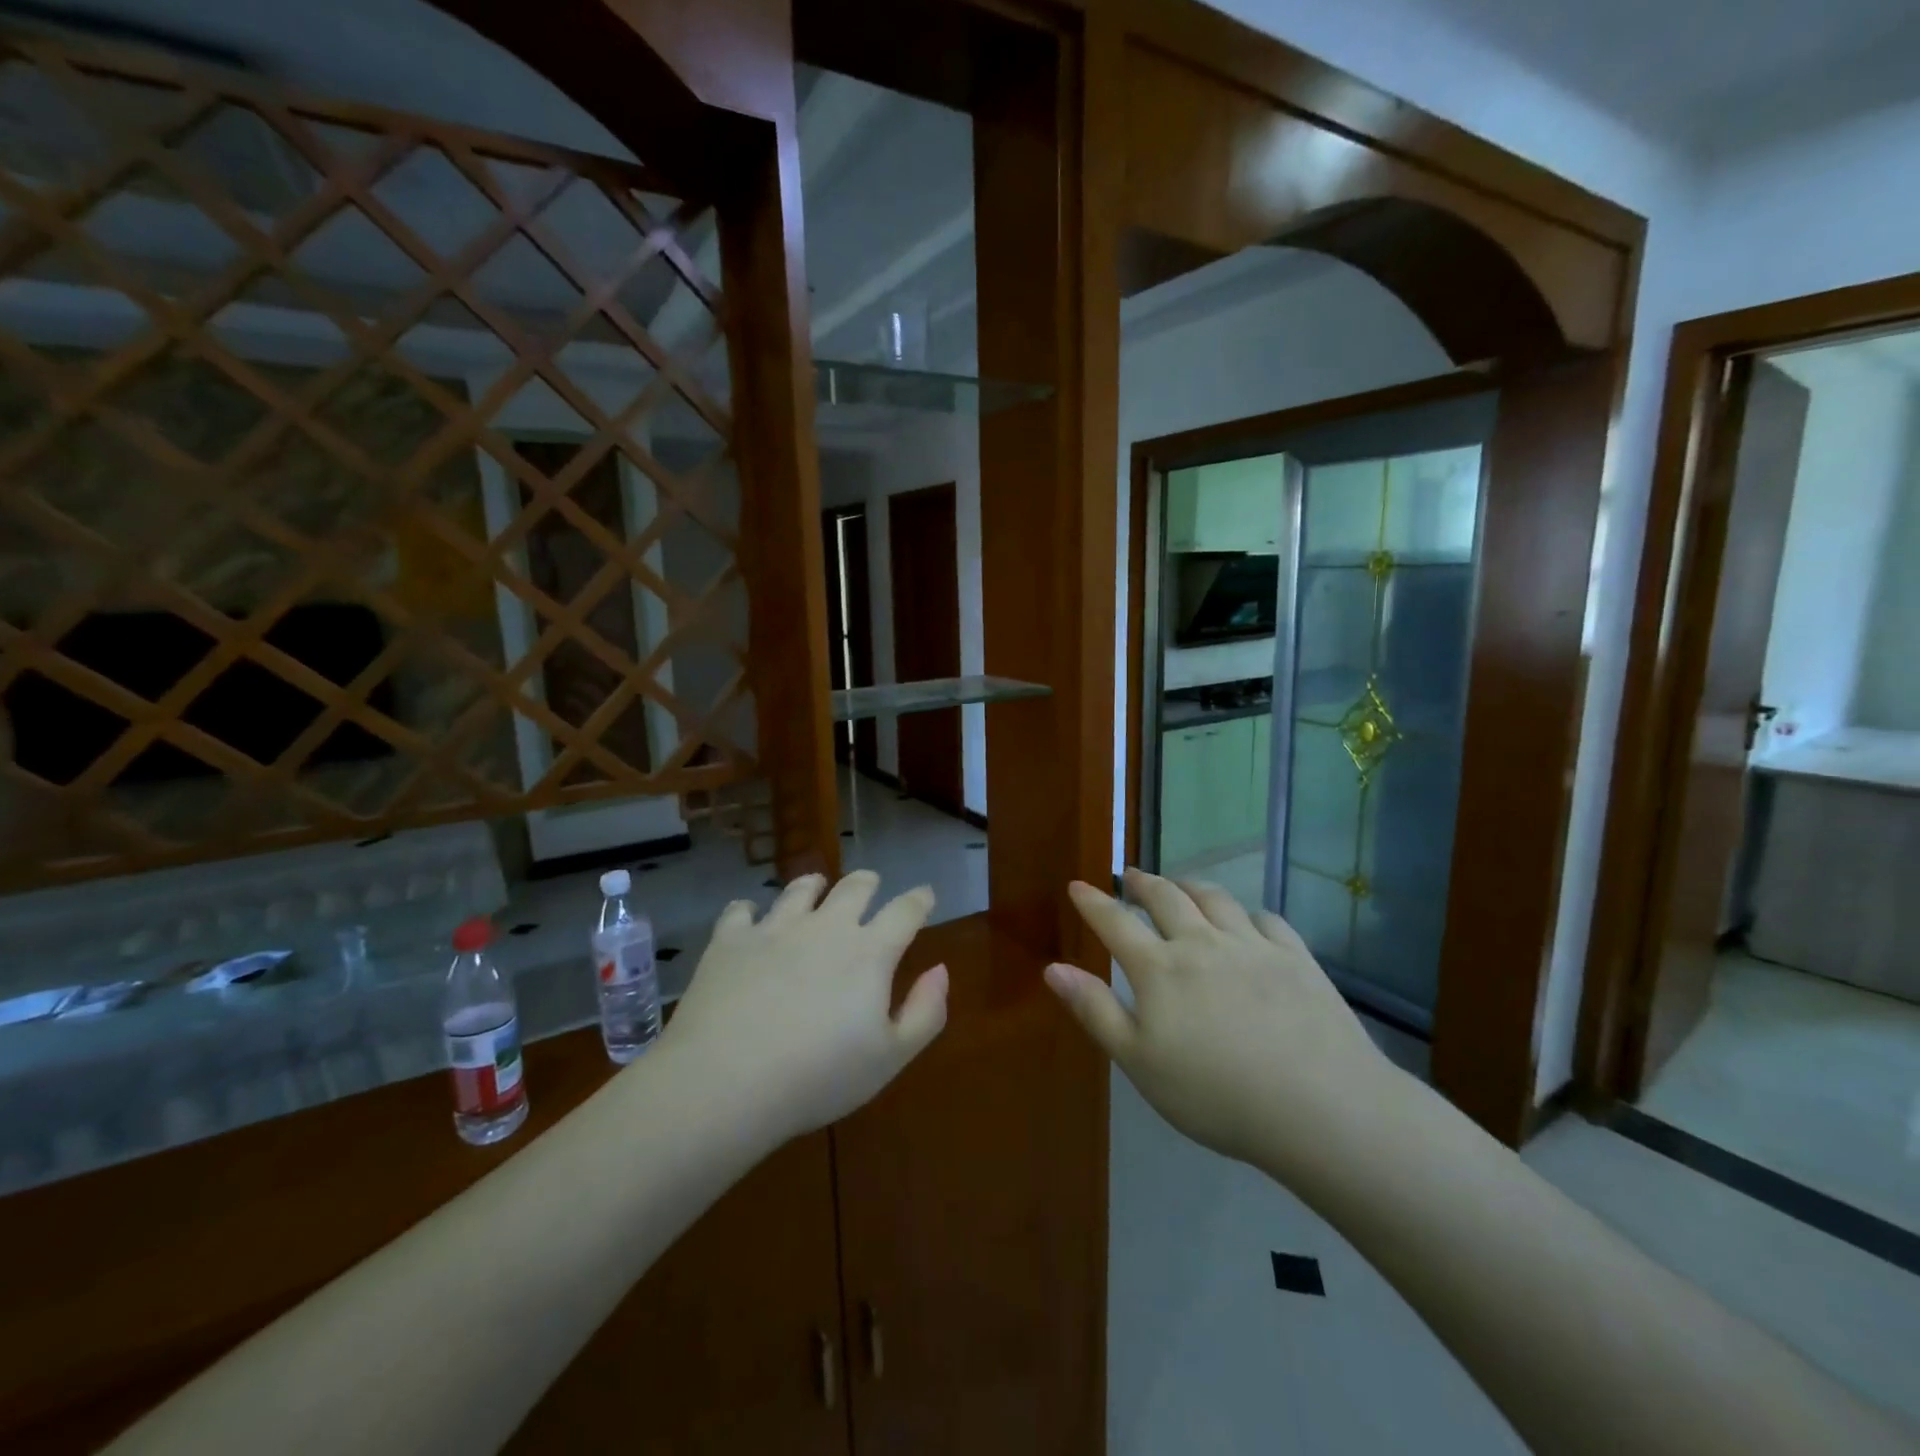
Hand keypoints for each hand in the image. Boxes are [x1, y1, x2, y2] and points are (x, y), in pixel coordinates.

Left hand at [661, 870, 947, 1145]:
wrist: (726, 1081)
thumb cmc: (819, 1077)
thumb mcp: (890, 1058)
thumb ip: (926, 1011)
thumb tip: (941, 969)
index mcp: (869, 952)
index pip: (905, 911)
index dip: (919, 899)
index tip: (925, 895)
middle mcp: (826, 927)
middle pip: (854, 888)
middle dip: (868, 883)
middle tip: (871, 884)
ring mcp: (775, 928)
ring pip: (800, 889)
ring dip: (814, 885)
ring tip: (815, 886)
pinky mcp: (730, 940)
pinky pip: (741, 911)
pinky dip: (749, 911)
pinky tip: (749, 918)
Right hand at [1045, 868, 1392, 1176]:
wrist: (1319, 1106)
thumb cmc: (1216, 1094)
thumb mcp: (1139, 1062)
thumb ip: (1095, 1010)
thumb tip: (1053, 968)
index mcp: (1159, 968)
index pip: (1115, 922)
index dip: (1093, 902)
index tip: (1078, 886)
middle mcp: (1201, 943)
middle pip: (1166, 898)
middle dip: (1143, 883)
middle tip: (1131, 876)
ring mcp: (1252, 945)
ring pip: (1215, 898)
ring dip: (1191, 885)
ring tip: (1181, 885)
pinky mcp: (1296, 957)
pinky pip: (1266, 919)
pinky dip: (1247, 913)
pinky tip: (1247, 920)